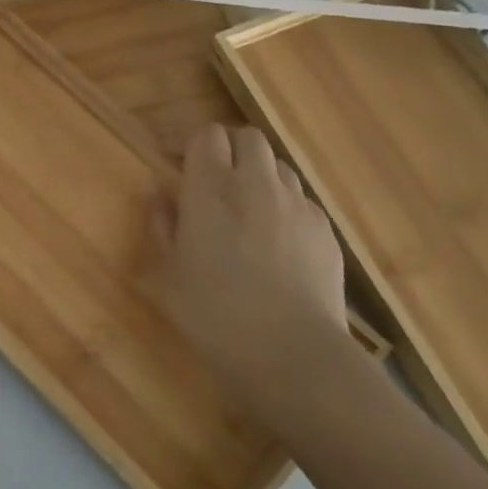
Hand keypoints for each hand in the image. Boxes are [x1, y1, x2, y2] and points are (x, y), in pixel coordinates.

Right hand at [152, 122, 348, 413]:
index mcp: (210, 189)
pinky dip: (285, 205)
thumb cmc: (214, 313)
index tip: (178, 162)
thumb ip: (163, 225)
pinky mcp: (325, 230)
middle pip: (248, 137)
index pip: (206, 135)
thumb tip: (162, 196)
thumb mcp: (169, 272)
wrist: (292, 353)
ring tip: (248, 206)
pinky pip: (302, 200)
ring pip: (279, 166)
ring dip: (260, 174)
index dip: (192, 143)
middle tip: (215, 178)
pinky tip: (278, 240)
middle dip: (230, 148)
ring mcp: (297, 205)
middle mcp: (256, 184)